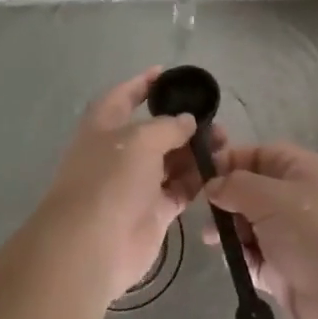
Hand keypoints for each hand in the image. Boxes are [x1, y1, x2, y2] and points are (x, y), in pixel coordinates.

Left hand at [39, 68, 221, 305]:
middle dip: (183, 123)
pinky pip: (179, 189)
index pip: (124, 96)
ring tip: (225, 144)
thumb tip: (187, 121)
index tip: (167, 73)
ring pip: (171, 160)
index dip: (143, 84)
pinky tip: (219, 170)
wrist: (92, 245)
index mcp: (104, 126)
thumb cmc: (110, 179)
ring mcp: (136, 184)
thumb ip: (168, 126)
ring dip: (195, 151)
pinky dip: (197, 180)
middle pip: (154, 130)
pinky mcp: (153, 211)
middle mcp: (119, 152)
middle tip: (214, 119)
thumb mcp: (140, 139)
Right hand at [204, 142, 317, 318]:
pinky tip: (232, 262)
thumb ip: (236, 186)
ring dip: (230, 231)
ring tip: (212, 240)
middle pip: (252, 191)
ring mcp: (292, 237)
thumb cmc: (313, 232)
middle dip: (226, 199)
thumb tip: (213, 186)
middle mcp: (297, 200)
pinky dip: (241, 259)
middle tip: (203, 212)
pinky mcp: (285, 272)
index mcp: (302, 171)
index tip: (200, 175)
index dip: (231, 161)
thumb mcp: (270, 197)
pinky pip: (255, 258)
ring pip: (250, 226)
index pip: (260, 155)